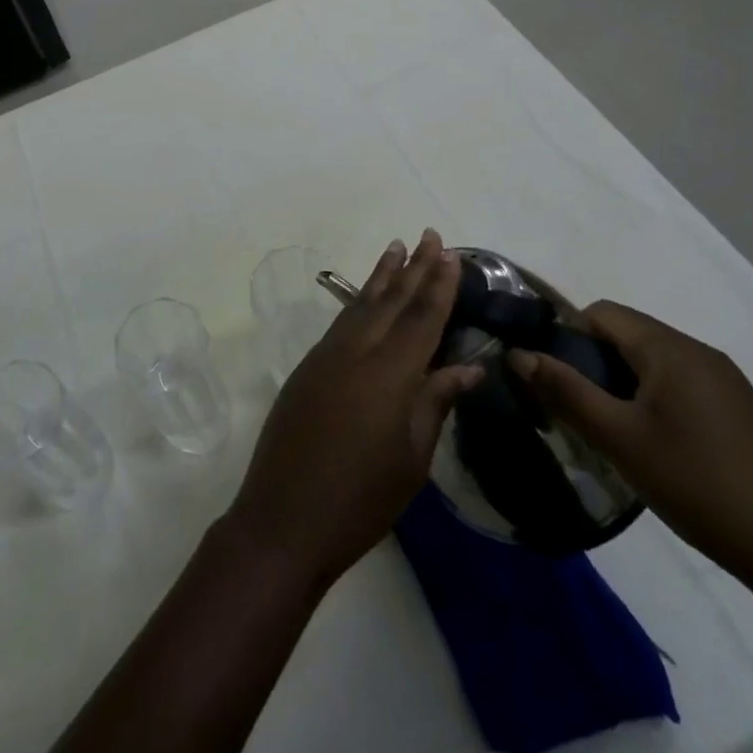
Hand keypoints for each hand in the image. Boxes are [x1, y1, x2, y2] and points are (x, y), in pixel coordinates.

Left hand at [226, 232, 484, 589]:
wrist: (285, 517)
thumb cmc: (361, 499)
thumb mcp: (411, 458)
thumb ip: (435, 403)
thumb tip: (467, 366)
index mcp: (389, 374)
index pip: (421, 318)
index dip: (439, 285)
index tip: (452, 255)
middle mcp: (356, 352)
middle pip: (390, 301)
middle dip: (413, 267)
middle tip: (430, 235)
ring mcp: (326, 356)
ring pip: (361, 305)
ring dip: (382, 276)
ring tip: (397, 248)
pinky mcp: (308, 367)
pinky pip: (341, 322)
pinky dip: (359, 301)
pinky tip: (367, 297)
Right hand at [509, 302, 752, 590]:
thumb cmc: (699, 485)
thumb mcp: (619, 438)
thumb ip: (564, 391)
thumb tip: (516, 354)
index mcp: (671, 349)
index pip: (601, 313)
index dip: (567, 336)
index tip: (553, 377)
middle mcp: (700, 354)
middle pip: (626, 334)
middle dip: (591, 362)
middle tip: (573, 408)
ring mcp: (725, 383)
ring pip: (650, 362)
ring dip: (619, 384)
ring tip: (607, 430)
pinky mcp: (738, 413)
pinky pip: (677, 385)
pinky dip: (650, 401)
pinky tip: (650, 446)